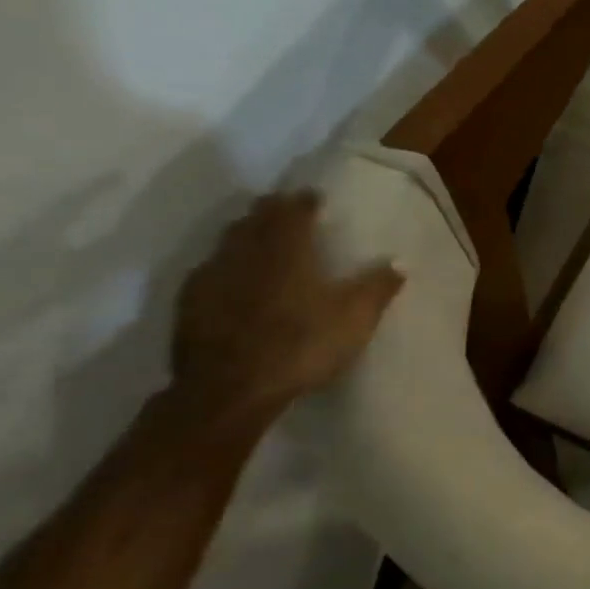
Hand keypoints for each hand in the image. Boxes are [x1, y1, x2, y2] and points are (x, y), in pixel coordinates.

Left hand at [170, 191, 403, 418]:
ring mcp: (212, 276)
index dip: (305, 201)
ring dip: (245, 232)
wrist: (229, 391)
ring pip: (228, 240)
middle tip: (286, 210)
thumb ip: (377, 288)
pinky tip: (230, 276)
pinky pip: (209, 269)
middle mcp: (246, 252)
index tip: (314, 197)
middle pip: (255, 219)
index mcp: (287, 250)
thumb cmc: (300, 347)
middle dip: (271, 210)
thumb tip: (400, 261)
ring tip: (259, 236)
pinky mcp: (189, 304)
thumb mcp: (354, 320)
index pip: (294, 211)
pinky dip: (224, 263)